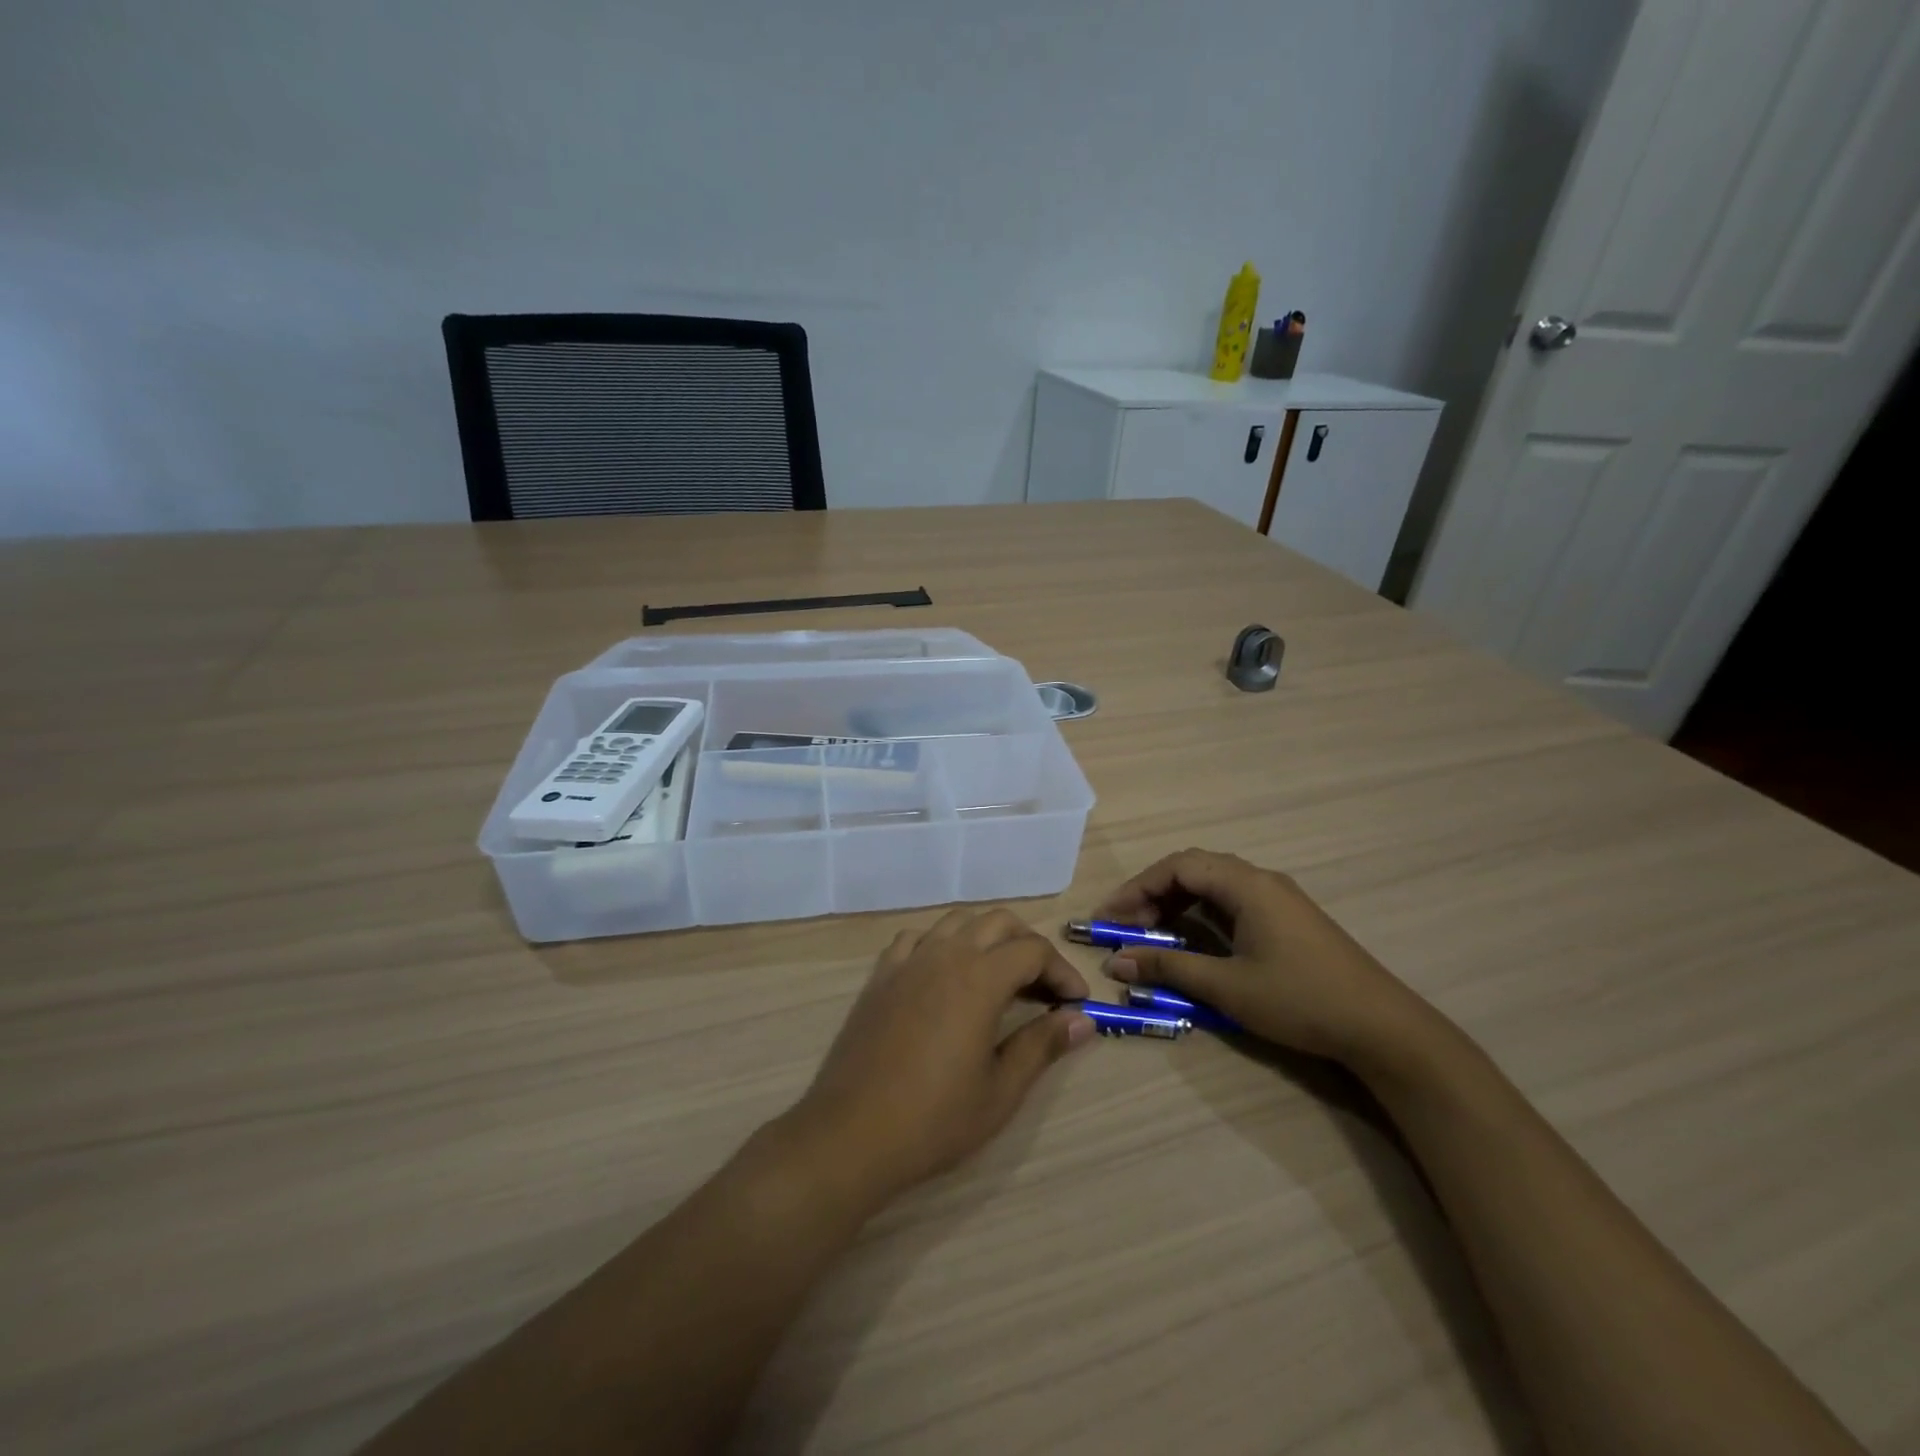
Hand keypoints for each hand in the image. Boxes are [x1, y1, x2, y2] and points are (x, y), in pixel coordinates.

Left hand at [787, 909, 1094, 1201]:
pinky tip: (945, 974)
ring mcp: (908, 961)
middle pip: (998, 922)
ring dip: (987, 937)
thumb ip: (1043, 1045)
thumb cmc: (934, 1119)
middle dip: (1029, 944)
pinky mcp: (881, 975)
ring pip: (957, 921)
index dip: (1062, 970)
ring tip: (1000, 975)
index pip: (1033, 950)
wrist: (851, 1134)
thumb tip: (1083, 1020)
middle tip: (1044, 986)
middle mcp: (944, 954)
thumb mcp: (1001, 1090)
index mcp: (979, 978)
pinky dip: (942, 943)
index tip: (1076, 1002)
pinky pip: (917, 938)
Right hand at [1096, 848, 1437, 1070]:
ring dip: (1177, 902)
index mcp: (1246, 885)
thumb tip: (1116, 962)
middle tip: (1126, 925)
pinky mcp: (1288, 918)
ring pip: (1213, 884)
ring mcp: (1278, 898)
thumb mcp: (1228, 987)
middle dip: (1153, 892)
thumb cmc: (1300, 1000)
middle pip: (1194, 869)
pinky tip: (1193, 939)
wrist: (1382, 1027)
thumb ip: (1169, 970)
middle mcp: (1261, 880)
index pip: (1178, 867)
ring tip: (1152, 932)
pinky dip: (1202, 913)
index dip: (1138, 887)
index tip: (1111, 917)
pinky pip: (1232, 901)